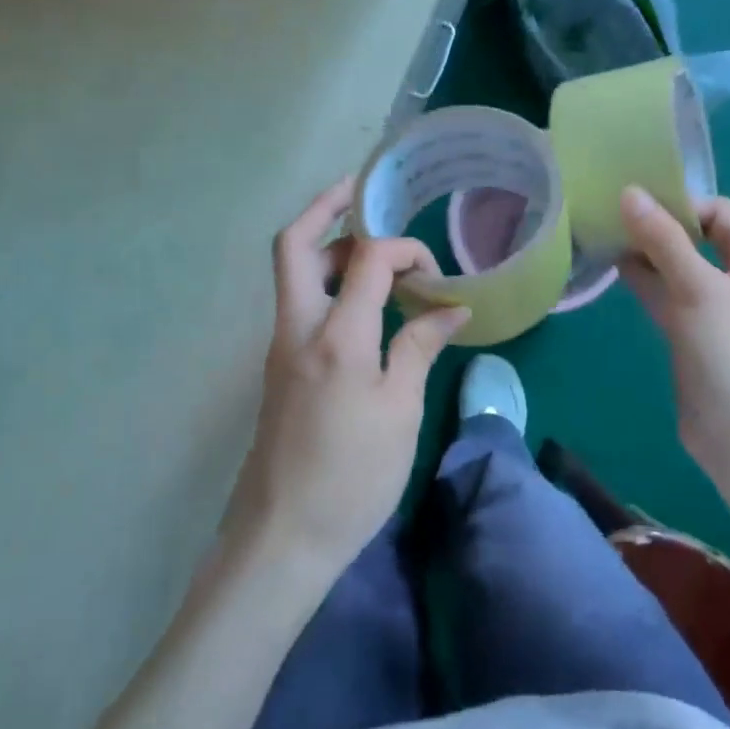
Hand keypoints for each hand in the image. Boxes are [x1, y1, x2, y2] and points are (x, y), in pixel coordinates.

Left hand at [226, 176, 470, 577]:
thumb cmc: (352, 476)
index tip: (435, 273)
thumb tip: (449, 309)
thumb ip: (419, 348)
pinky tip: (360, 301)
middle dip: (326, 208)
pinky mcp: (280, 368)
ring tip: (371, 247)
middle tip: (361, 194)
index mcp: (335, 336)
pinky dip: (326, 283)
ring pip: (293, 274)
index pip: (366, 260)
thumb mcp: (400, 412)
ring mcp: (281, 348)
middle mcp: (297, 328)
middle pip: (295, 245)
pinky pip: (299, 304)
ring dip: (327, 247)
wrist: (283, 534)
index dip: (404, 249)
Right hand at [617, 185, 729, 466]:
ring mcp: (717, 309)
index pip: (719, 213)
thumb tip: (629, 192)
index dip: (681, 205)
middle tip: (612, 221)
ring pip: (678, 268)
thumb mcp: (697, 288)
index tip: (637, 211)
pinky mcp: (695, 335)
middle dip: (657, 228)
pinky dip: (645, 282)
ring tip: (605, 241)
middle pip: (696, 238)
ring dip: (647, 255)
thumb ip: (663, 239)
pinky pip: (668, 296)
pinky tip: (615, 273)